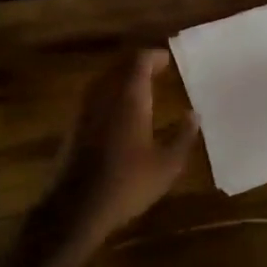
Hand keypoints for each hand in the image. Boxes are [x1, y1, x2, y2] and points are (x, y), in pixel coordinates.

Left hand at [42, 48, 199, 244]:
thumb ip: (182, 136)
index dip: (154, 57)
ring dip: (121, 79)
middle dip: (138, 65)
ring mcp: (84, 111)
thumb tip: (194, 114)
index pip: (139, 62)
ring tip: (141, 88)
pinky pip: (94, 98)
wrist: (76, 209)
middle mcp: (104, 96)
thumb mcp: (167, 166)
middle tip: (158, 70)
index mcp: (129, 99)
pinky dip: (109, 95)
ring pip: (104, 81)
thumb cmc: (127, 184)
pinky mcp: (73, 127)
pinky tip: (119, 113)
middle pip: (119, 67)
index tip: (168, 60)